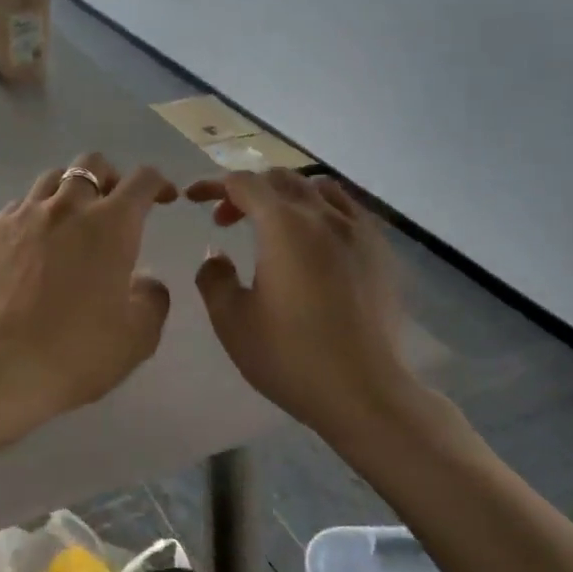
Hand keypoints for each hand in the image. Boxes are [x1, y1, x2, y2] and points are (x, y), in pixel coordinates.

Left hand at [0, 154, 176, 458]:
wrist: (1, 366)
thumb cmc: (78, 351)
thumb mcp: (138, 335)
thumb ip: (153, 298)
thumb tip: (145, 281)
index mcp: (112, 224)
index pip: (142, 179)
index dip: (158, 183)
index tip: (164, 199)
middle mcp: (68, 206)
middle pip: (92, 163)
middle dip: (112, 176)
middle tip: (116, 205)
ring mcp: (25, 216)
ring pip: (53, 178)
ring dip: (71, 189)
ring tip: (74, 219)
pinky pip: (21, 205)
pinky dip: (37, 212)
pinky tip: (37, 241)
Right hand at [188, 170, 418, 444]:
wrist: (365, 392)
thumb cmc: (291, 357)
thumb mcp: (232, 321)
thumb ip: (214, 278)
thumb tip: (217, 254)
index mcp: (284, 227)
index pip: (244, 184)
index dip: (213, 185)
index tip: (192, 198)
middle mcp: (324, 216)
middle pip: (280, 180)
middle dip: (246, 191)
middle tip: (225, 219)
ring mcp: (358, 232)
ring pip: (317, 189)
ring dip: (284, 196)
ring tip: (271, 224)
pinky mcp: (380, 252)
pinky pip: (347, 210)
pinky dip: (319, 210)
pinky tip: (314, 241)